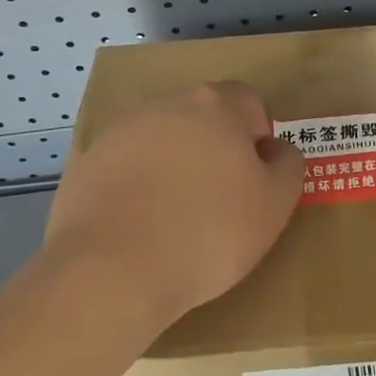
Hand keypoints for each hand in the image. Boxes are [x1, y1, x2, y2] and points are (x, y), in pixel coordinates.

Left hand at [40, 83, 303, 338]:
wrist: (109, 273)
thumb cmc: (207, 234)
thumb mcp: (274, 206)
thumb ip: (287, 166)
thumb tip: (276, 150)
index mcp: (217, 105)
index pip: (250, 103)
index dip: (257, 141)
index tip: (252, 182)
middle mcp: (169, 104)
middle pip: (203, 118)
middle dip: (214, 150)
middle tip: (218, 202)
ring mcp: (122, 131)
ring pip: (163, 141)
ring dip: (173, 167)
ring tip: (174, 220)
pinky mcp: (87, 163)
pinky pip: (125, 168)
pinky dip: (136, 188)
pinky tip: (138, 228)